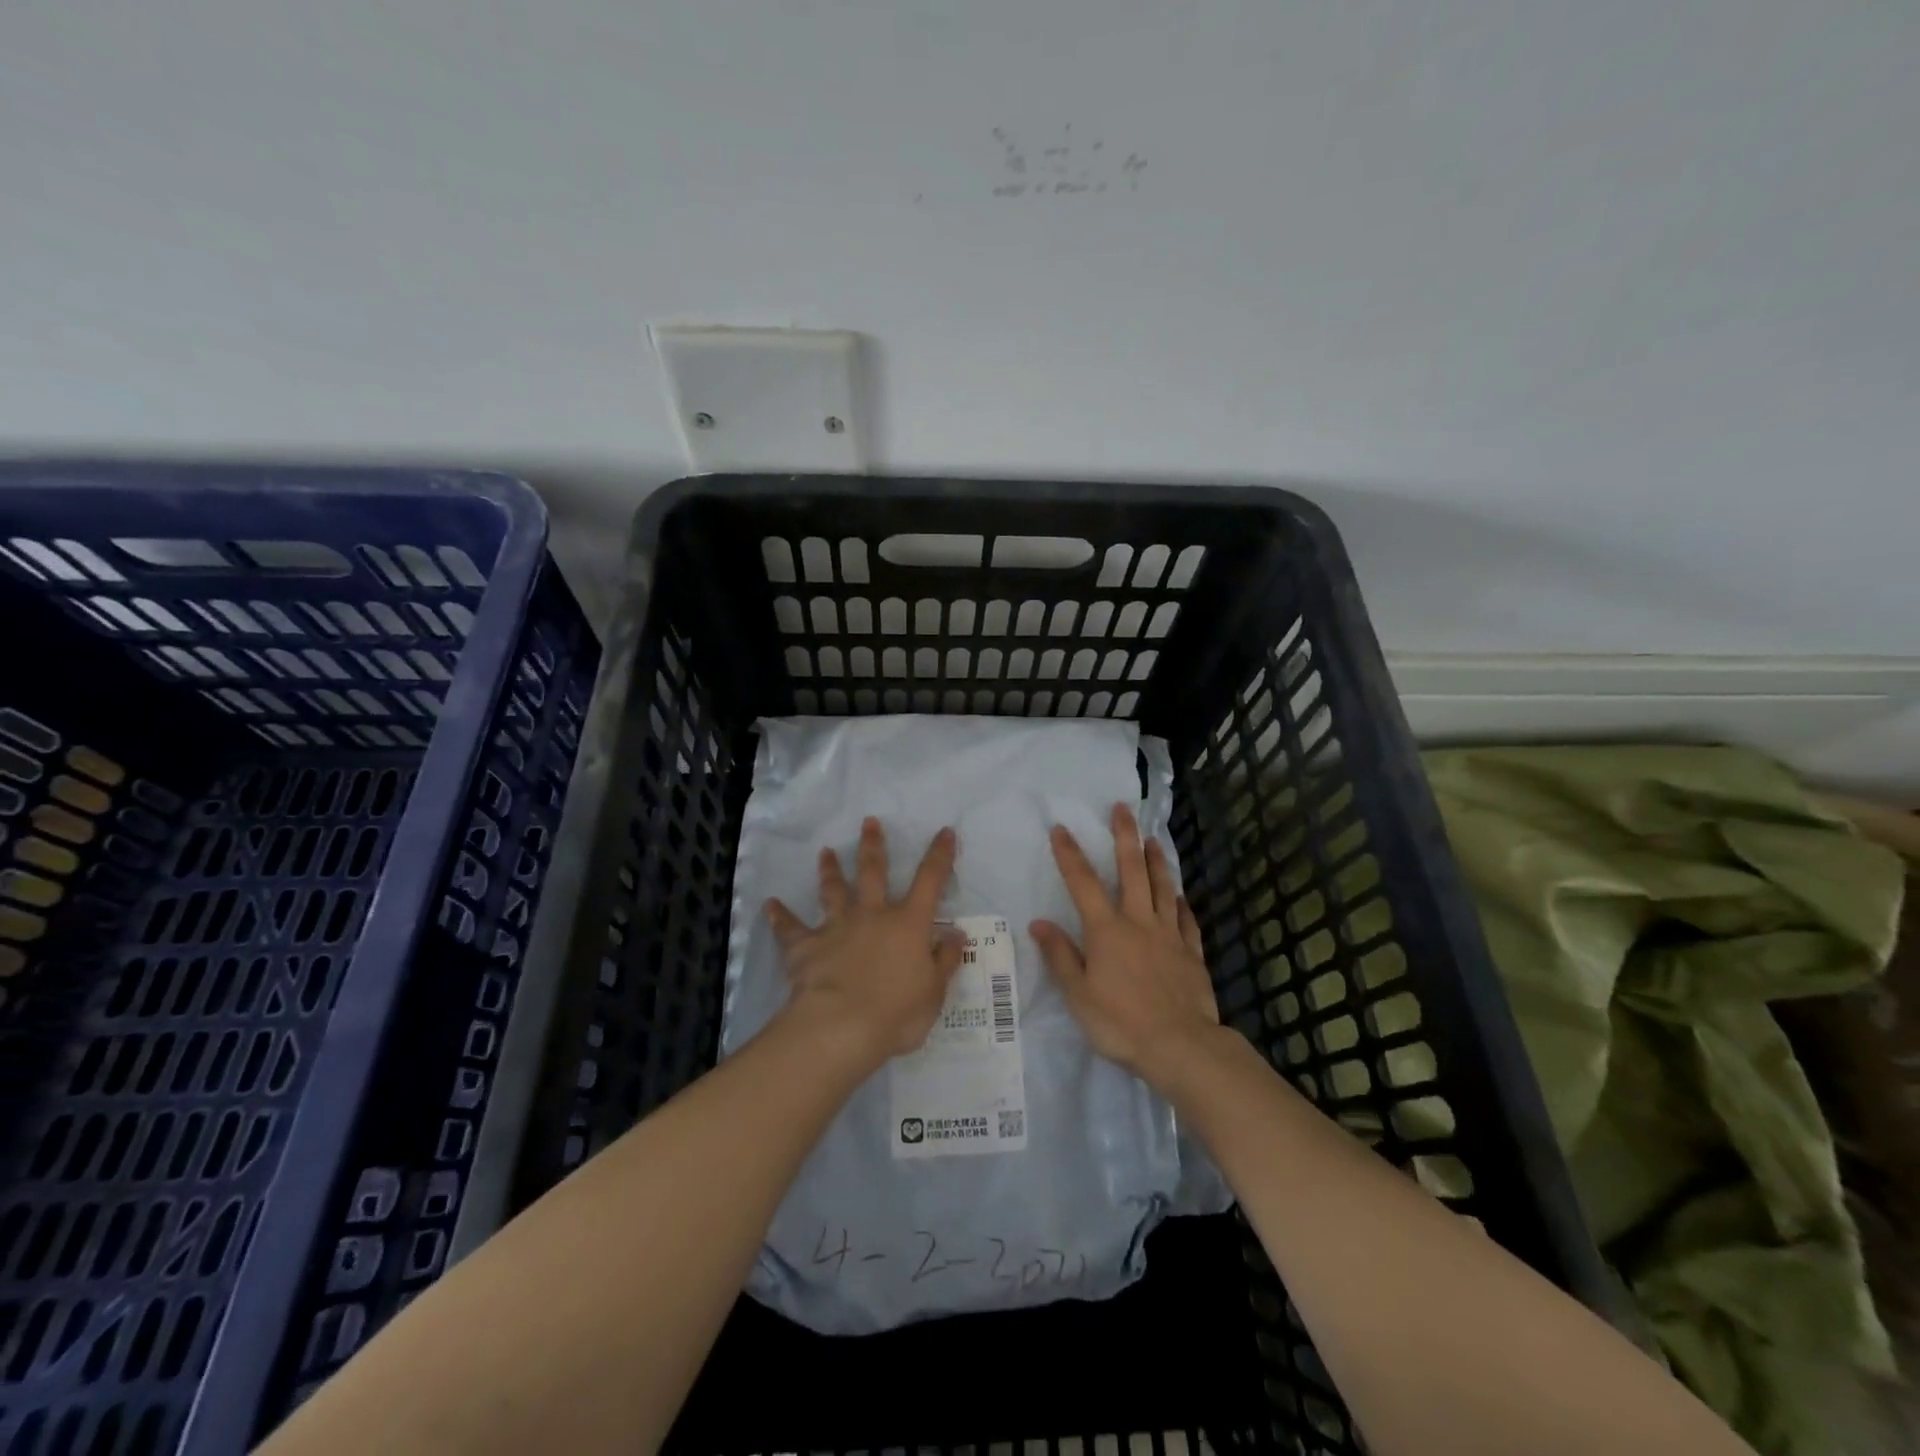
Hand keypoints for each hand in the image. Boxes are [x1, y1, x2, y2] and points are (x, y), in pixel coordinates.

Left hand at [765, 818, 963, 1070]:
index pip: (930, 881)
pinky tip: (770, 904)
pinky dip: (780, 916)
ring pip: (833, 891)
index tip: (944, 831)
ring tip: (825, 852)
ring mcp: (836, 928)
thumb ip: (944, 960)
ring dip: (830, 870)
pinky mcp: (806, 947)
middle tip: (868, 822)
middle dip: (872, 845)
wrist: (841, 1027)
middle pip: (873, 872)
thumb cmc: (897, 1013)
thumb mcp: (933, 992)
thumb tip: (956, 934)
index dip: (940, 855)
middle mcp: (872, 916)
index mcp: (908, 924)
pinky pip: (790, 928)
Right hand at [1032, 804, 1219, 1090]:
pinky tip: (1182, 896)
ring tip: (1154, 840)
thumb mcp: (1078, 994)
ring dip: (1157, 861)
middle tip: (1123, 809)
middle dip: (1125, 837)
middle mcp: (1139, 922)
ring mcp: (1169, 935)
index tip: (1061, 828)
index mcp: (1107, 930)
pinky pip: (1187, 920)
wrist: (1180, 1046)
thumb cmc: (1121, 1022)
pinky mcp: (1192, 953)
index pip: (1083, 883)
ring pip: (1163, 888)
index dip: (1070, 853)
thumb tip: (1039, 922)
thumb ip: (1060, 956)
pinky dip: (1183, 904)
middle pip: (1132, 871)